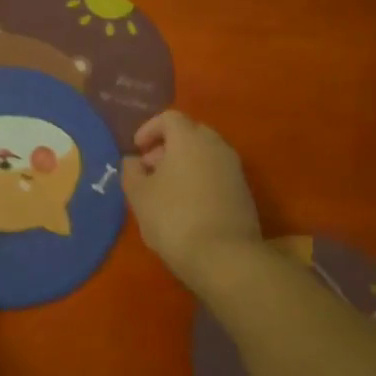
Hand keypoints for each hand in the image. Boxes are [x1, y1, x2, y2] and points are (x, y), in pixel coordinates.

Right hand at [123, 110, 262, 293]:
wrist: (225, 257)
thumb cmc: (174, 218)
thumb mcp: (139, 195)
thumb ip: (131, 171)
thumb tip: (133, 161)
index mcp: (189, 138)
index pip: (169, 118)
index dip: (149, 129)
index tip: (137, 149)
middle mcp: (216, 145)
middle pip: (190, 133)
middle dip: (167, 146)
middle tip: (150, 169)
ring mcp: (234, 169)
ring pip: (205, 154)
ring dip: (184, 164)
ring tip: (166, 191)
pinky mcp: (244, 192)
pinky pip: (217, 174)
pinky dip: (200, 180)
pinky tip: (187, 206)